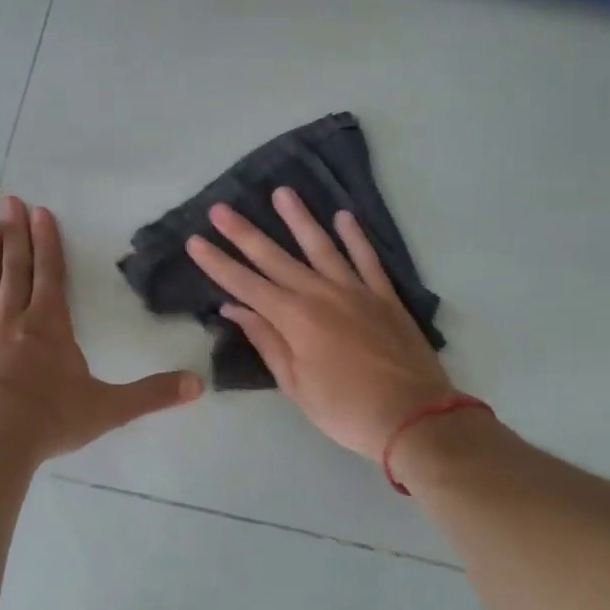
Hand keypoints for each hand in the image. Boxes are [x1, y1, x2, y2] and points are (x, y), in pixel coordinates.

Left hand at [0, 195, 202, 460]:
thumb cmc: (49, 419)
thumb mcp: (108, 408)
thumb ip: (151, 394)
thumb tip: (197, 384)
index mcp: (50, 325)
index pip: (51, 273)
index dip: (47, 242)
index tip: (41, 212)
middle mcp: (14, 319)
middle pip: (15, 267)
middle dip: (15, 232)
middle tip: (9, 201)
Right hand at [185, 187, 455, 458]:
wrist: (414, 417)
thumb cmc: (345, 410)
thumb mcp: (295, 385)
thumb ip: (266, 341)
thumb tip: (235, 309)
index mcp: (294, 319)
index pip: (246, 285)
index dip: (218, 263)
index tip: (195, 242)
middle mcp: (321, 294)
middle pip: (275, 258)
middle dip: (244, 233)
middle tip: (220, 208)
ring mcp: (356, 291)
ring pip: (321, 246)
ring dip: (299, 219)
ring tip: (282, 192)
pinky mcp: (384, 296)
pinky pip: (367, 258)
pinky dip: (355, 237)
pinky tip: (343, 216)